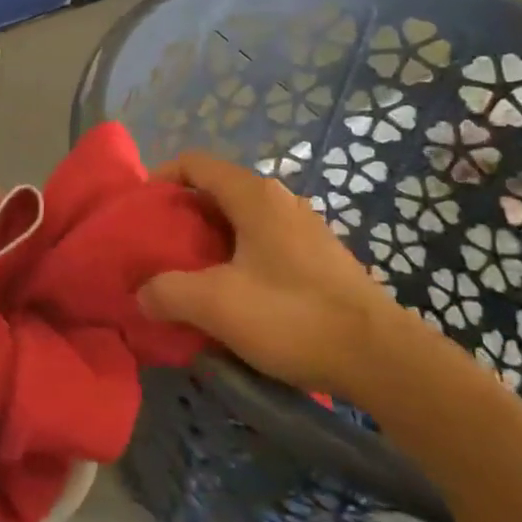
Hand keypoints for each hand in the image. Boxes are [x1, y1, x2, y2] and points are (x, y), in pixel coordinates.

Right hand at [139, 151, 419, 396]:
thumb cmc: (292, 316)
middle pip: (217, 190)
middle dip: (182, 214)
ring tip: (190, 273)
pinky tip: (234, 294)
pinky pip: (265, 242)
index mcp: (254, 196)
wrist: (381, 358)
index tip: (140, 210)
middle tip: (158, 248)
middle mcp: (280, 200)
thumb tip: (142, 293)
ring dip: (210, 239)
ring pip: (242, 219)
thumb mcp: (215, 305)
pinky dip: (238, 256)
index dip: (160, 178)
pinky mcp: (320, 257)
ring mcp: (304, 228)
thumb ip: (168, 292)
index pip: (195, 163)